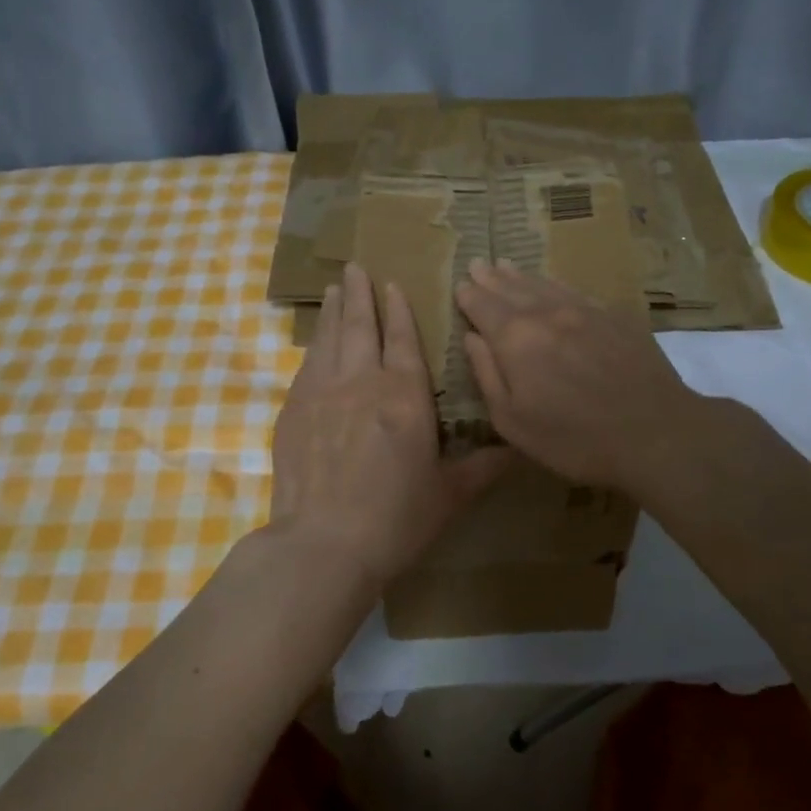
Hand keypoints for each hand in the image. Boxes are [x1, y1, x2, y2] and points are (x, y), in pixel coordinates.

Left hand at [271, 262, 511, 586]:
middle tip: (356, 266)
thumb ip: (482, 467)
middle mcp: (362, 382)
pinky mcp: (293, 411)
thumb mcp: (449, 496)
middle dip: (361, 293)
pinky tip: (316, 343)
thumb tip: (518, 450)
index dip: (399, 310)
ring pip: (330, 338)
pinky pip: (307, 366)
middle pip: (361, 326)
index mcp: (405, 396)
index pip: (403, 340)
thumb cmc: (396, 520)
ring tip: (336, 288)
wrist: (324, 543)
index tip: (393, 285)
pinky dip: (314, 347)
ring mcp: (322, 393)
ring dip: (335, 310)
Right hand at [454, 260, 703, 492]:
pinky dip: (555, 284)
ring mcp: (584, 311)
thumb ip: (487, 374)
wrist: (655, 433)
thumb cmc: (574, 438)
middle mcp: (546, 314)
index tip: (460, 285)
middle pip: (512, 289)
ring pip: (544, 285)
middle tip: (478, 263)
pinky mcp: (614, 317)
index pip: (484, 307)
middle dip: (491, 277)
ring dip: (521, 276)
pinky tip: (552, 284)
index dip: (469, 296)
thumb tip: (471, 338)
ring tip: (506, 265)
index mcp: (515, 339)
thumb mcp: (513, 421)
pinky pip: (575, 291)